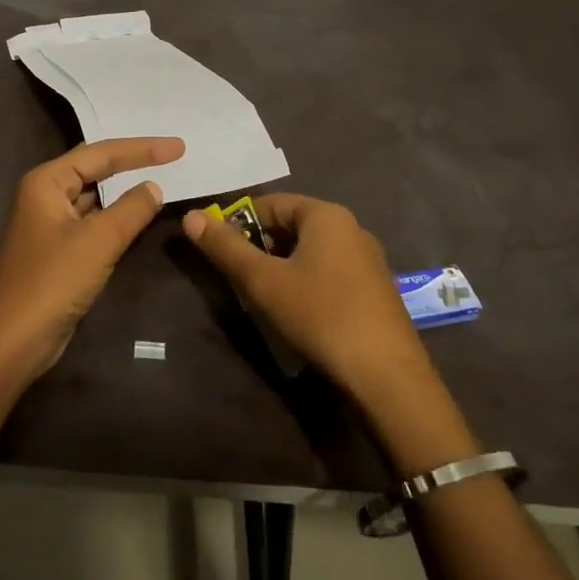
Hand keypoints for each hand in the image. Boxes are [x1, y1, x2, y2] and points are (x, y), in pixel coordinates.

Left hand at [0, 137, 183, 384]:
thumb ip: (131, 209)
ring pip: (95, 197)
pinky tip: (139, 217)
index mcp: (47, 182)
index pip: (101, 153)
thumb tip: (154, 187)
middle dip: (132, 162)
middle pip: (95, 169)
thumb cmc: (53, 282)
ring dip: (125, 191)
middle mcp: (45, 195)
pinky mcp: (59, 250)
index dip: (142, 148)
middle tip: (172, 156)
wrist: (13, 341)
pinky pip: (93, 222)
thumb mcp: (98, 241)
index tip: (178, 147)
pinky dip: (117, 217)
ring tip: (162, 180)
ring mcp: (51, 224)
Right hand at [182, 194, 436, 410]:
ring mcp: (367, 259)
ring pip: (309, 252)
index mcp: (326, 215)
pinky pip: (329, 272)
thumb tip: (191, 216)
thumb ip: (225, 247)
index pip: (270, 203)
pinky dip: (305, 284)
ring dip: (281, 269)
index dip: (238, 223)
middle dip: (260, 249)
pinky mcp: (375, 289)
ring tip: (263, 300)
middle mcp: (351, 228)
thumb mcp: (263, 281)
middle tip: (239, 280)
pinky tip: (297, 314)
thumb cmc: (320, 315)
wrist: (387, 376)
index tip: (219, 252)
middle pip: (291, 226)